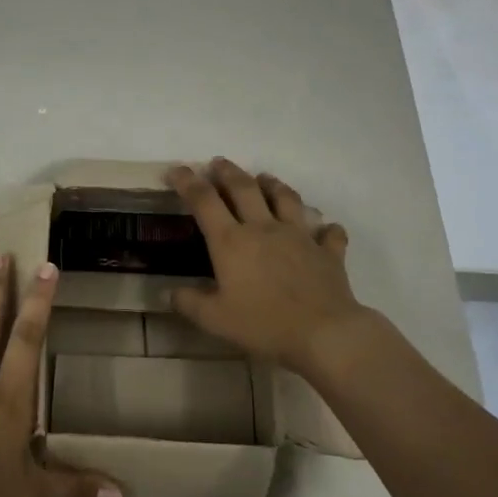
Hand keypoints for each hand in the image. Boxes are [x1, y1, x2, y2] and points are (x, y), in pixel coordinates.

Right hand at [164, 159, 370, 372]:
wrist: (323, 333)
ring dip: (273, 184)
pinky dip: (325, 228)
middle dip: (228, 172)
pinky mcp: (327, 252)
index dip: (187, 182)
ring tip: (265, 178)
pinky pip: (328, 233)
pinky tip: (324, 228)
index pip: (204, 201)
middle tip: (219, 163)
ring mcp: (299, 236)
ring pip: (286, 199)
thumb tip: (169, 293)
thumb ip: (189, 303)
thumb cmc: (263, 324)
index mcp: (231, 242)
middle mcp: (264, 229)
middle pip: (244, 189)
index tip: (176, 170)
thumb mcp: (214, 319)